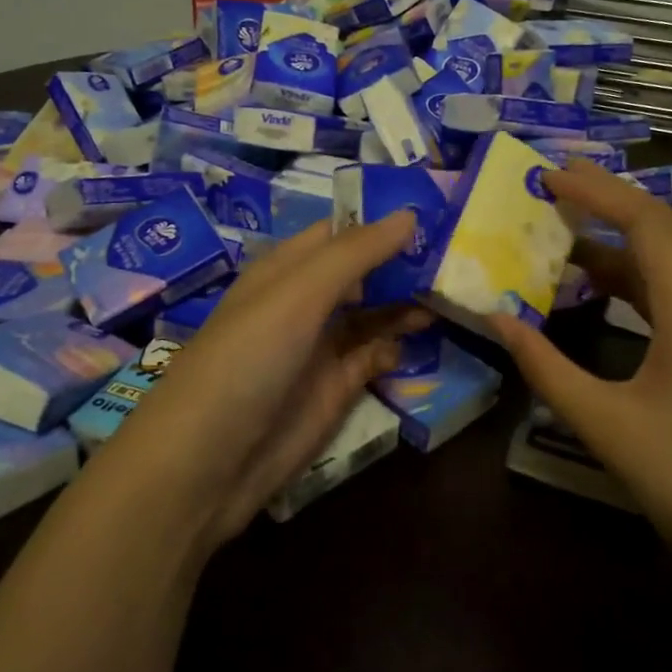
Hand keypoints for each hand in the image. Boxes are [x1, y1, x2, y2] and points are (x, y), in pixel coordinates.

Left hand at [90, 214, 429, 550]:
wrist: (208, 461)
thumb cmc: (247, 359)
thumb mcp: (297, 294)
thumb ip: (354, 254)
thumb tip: (409, 214)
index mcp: (287, 270)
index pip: (341, 232)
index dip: (383, 221)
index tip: (438, 210)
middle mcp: (305, 303)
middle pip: (363, 273)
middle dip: (405, 262)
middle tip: (463, 253)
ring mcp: (320, 348)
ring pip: (373, 314)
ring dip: (407, 303)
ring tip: (454, 291)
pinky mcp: (334, 390)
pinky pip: (373, 357)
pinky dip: (396, 346)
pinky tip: (422, 338)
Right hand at [489, 161, 671, 561]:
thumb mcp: (605, 423)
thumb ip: (545, 367)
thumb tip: (496, 317)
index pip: (647, 224)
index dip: (597, 192)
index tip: (546, 177)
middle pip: (661, 232)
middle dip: (607, 201)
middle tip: (551, 183)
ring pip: (664, 264)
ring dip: (615, 241)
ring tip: (561, 228)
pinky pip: (666, 296)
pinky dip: (626, 279)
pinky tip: (592, 289)